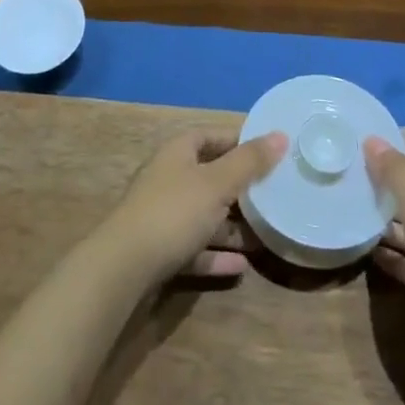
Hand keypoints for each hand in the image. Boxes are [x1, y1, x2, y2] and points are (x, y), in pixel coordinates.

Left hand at [97, 130, 286, 285]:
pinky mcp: (160, 252)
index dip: (237, 141)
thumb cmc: (173, 213)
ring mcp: (162, 217)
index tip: (267, 153)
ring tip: (264, 235)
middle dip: (239, 188)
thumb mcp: (217, 184)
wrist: (123, 269)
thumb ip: (249, 162)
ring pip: (203, 216)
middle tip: (272, 195)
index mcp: (177, 154)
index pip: (209, 136)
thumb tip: (281, 135)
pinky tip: (242, 266)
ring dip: (231, 226)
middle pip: (208, 177)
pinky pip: (195, 249)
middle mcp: (168, 180)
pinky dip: (216, 256)